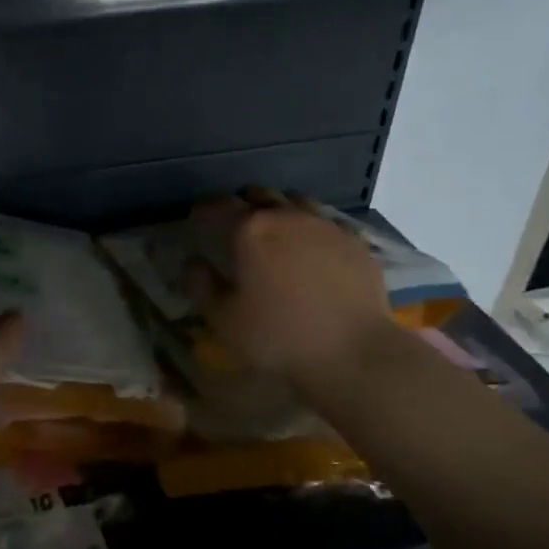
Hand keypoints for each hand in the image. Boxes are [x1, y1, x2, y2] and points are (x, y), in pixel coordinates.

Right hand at [186, 192, 393, 393]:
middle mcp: (286, 216)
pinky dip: (312, 228)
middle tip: (235, 224)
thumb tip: (193, 262)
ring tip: (275, 229)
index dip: (203, 211)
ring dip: (279, 209)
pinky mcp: (355, 241)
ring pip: (295, 202)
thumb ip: (201, 285)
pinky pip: (326, 222)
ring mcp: (325, 225)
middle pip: (259, 195)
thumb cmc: (278, 337)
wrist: (354, 352)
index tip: (196, 220)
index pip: (218, 207)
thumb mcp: (224, 319)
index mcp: (249, 230)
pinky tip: (313, 247)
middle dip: (243, 205)